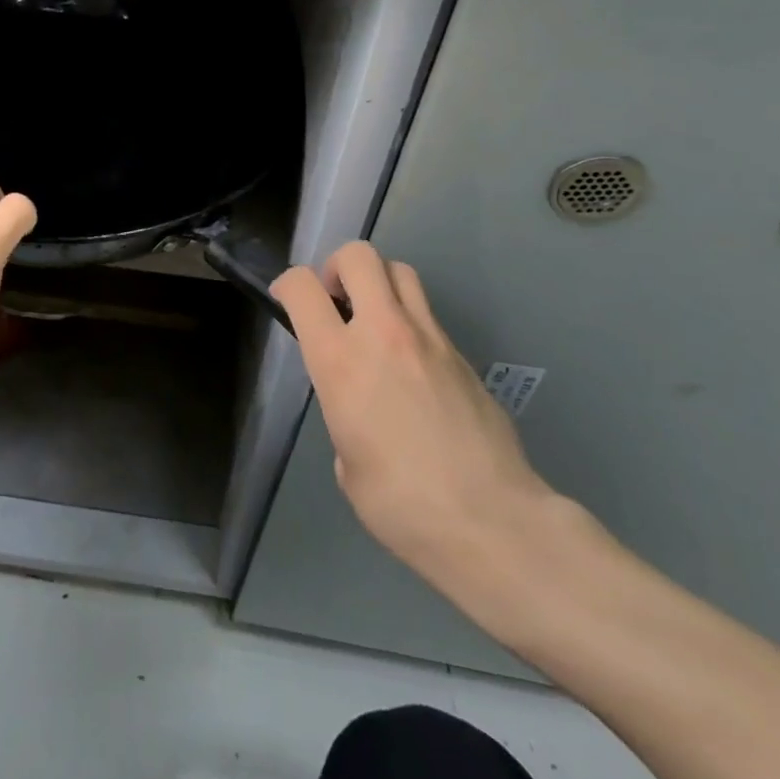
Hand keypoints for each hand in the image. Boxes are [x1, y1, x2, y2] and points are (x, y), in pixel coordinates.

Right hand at [273, 241, 561, 610]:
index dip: (288, 284)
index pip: (304, 288)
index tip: (287, 300)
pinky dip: (410, 321)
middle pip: (359, 256)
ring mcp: (430, 338)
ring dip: (378, 283)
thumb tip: (360, 410)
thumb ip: (344, 415)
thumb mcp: (348, 464)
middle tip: (336, 300)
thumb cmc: (402, 505)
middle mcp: (384, 333)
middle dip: (338, 266)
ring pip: (400, 271)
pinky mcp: (463, 354)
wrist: (492, 522)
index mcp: (341, 362)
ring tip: (374, 319)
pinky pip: (428, 315)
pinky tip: (412, 365)